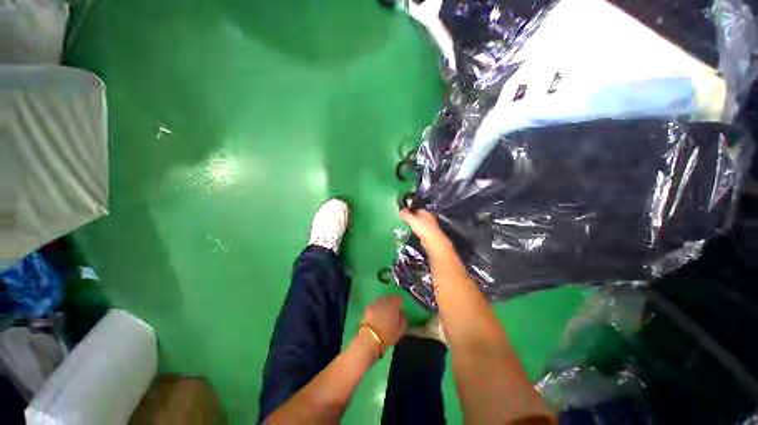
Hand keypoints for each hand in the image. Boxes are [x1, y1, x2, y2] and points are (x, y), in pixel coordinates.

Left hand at [360, 296, 406, 348]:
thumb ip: (403, 319)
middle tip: (394, 308)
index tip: (401, 305)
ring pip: (381, 300)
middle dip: (392, 301)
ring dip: (384, 303)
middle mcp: (383, 301)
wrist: (369, 338)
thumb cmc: (387, 335)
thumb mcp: (400, 330)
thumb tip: (402, 313)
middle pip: (389, 298)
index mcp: (393, 305)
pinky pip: (375, 305)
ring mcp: (374, 304)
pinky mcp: (367, 308)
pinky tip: (378, 314)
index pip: (398, 298)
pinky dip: (377, 307)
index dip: (400, 301)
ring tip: (385, 311)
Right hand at [400, 209, 453, 256]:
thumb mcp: (412, 220)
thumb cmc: (422, 227)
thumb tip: (401, 210)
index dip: (410, 210)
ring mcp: (430, 225)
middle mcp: (429, 217)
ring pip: (420, 223)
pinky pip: (422, 230)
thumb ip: (406, 214)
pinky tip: (413, 233)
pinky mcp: (430, 233)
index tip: (404, 214)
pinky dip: (418, 231)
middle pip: (419, 216)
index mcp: (425, 212)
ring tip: (407, 227)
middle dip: (412, 218)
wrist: (432, 240)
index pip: (417, 209)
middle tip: (404, 221)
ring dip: (415, 225)